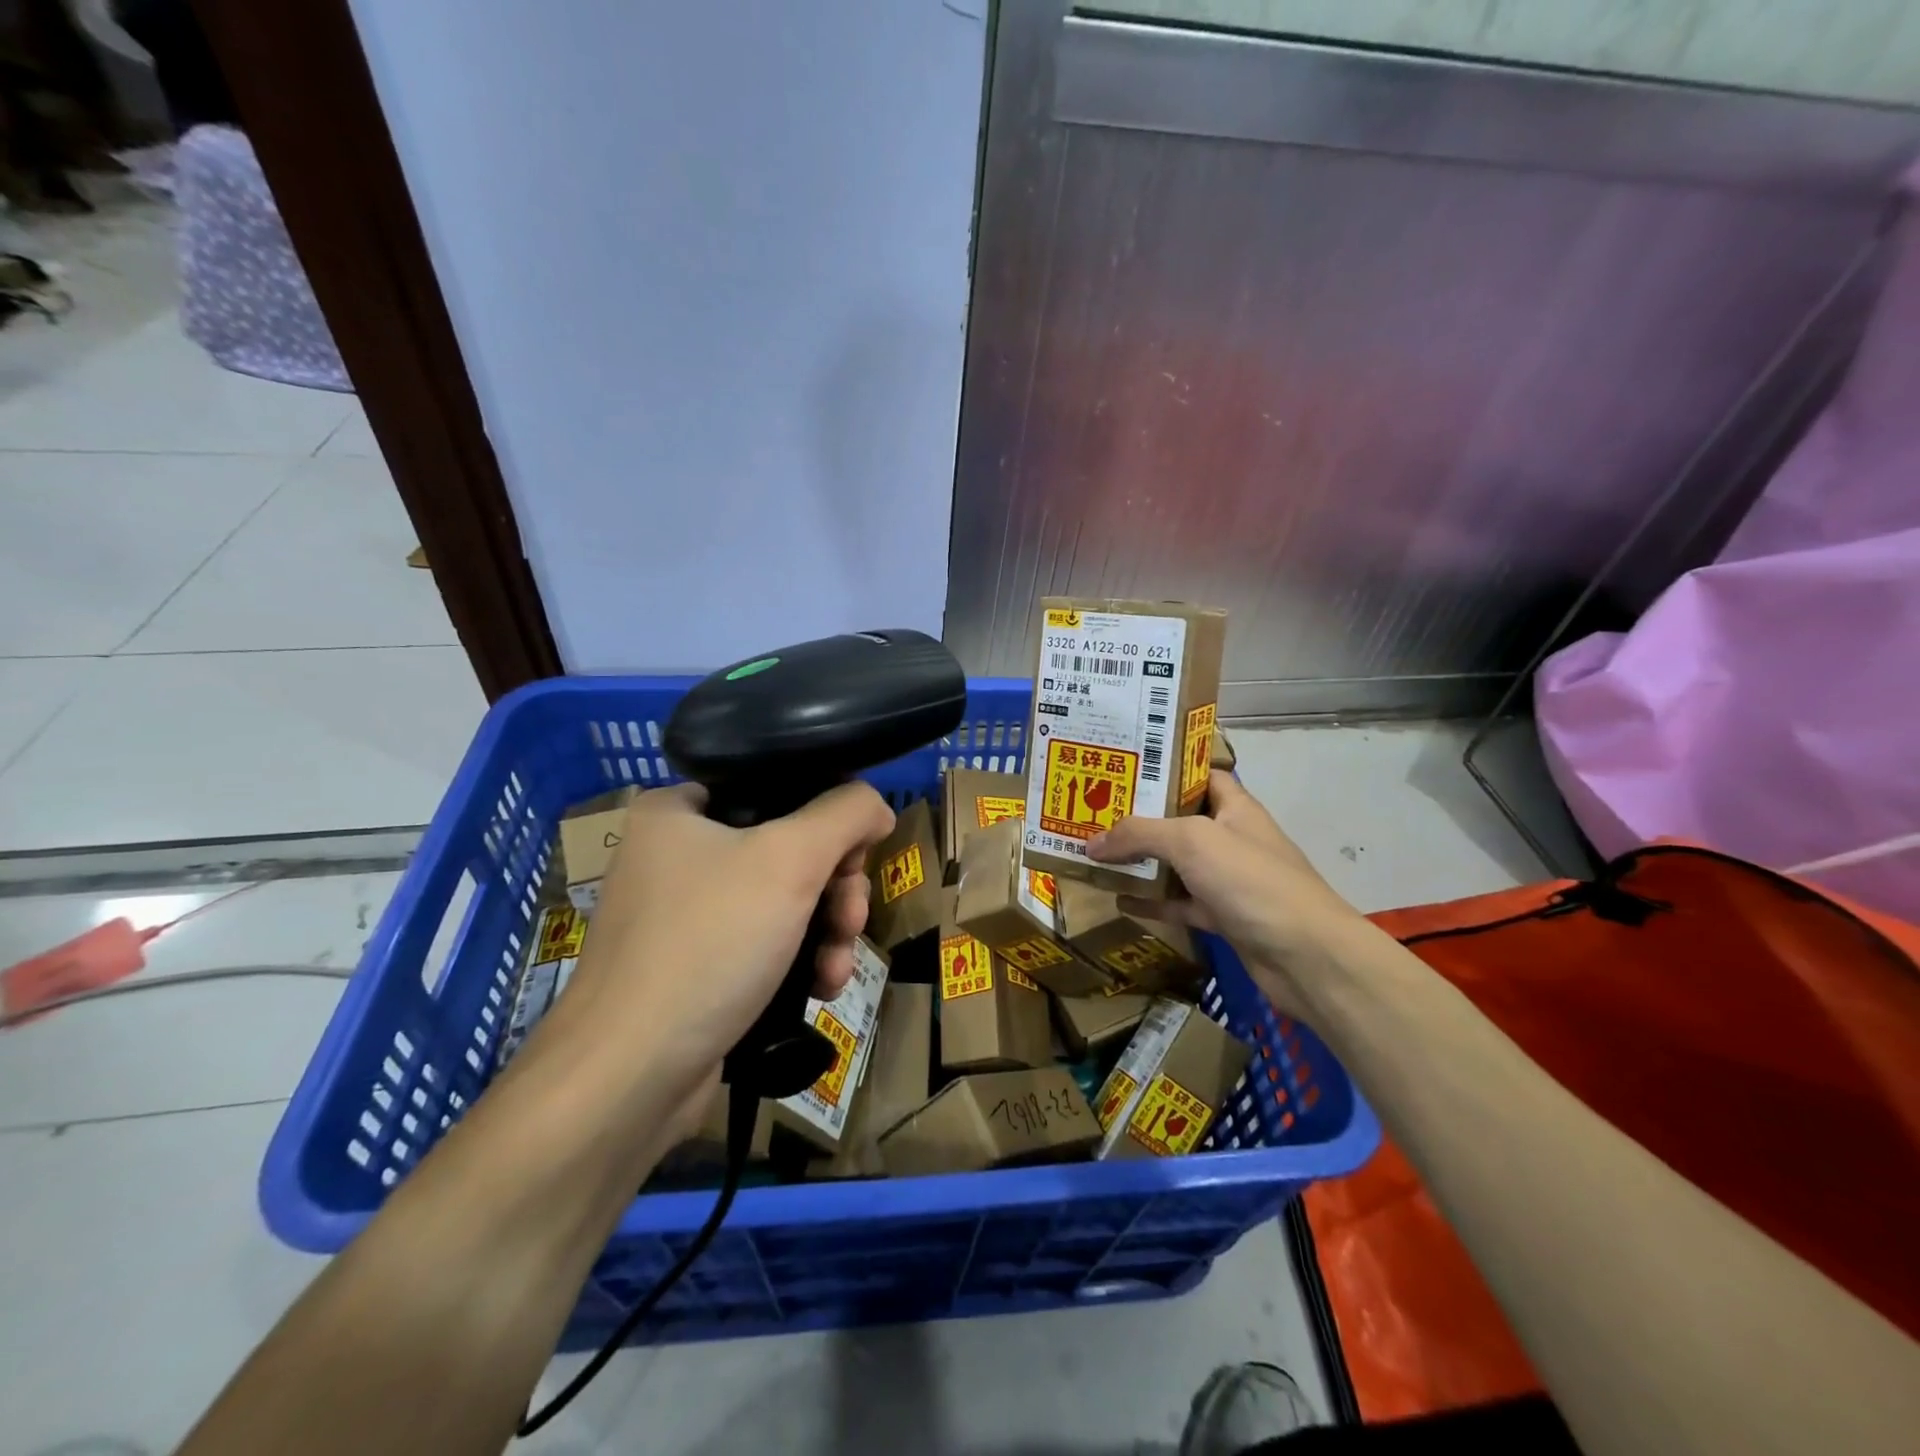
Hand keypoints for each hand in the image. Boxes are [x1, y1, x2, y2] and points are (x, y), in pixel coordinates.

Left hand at [533, 782, 894, 1101]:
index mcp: (677, 811)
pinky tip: (822, 988)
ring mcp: (685, 916)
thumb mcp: (790, 858)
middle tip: (851, 918)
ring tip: (838, 966)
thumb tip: (876, 806)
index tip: (854, 859)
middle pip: (789, 850)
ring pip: (785, 902)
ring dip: (827, 932)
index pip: (776, 789)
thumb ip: (846, 814)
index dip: (828, 819)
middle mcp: (676, 856)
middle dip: (835, 889)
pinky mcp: (696, 968)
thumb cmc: (709, 942)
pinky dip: (800, 961)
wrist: (631, 1076)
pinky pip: (765, 945)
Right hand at [1087, 772, 1368, 1016]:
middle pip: (1180, 821)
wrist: (1304, 956)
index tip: (1125, 769)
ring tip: (1096, 853)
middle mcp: (1231, 838)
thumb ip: (1139, 834)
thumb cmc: (1250, 880)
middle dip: (1141, 817)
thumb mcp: (1191, 842)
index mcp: (1234, 807)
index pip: (1199, 775)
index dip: (1166, 770)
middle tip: (1095, 812)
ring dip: (1141, 861)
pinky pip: (1179, 903)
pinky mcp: (1222, 917)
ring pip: (1176, 864)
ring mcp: (1228, 880)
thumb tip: (1091, 842)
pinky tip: (1119, 900)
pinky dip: (1152, 902)